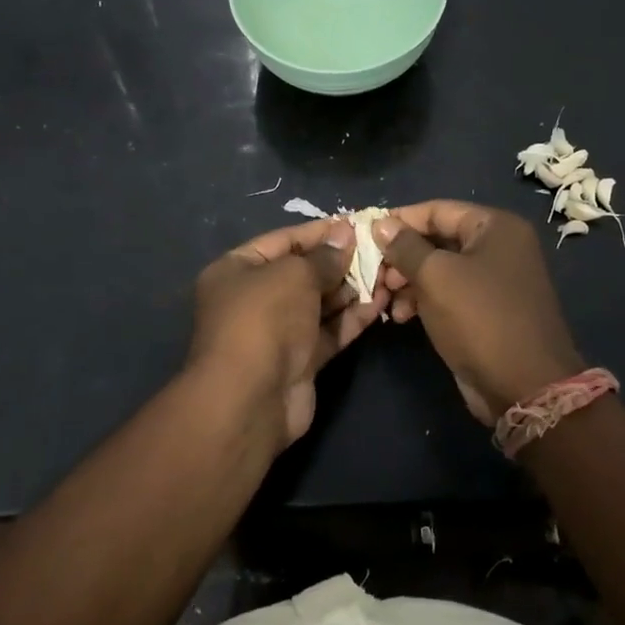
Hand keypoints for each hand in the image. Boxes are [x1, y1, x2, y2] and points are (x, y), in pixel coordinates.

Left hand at [185, 216, 378, 448]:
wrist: (251, 399)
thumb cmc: (264, 319)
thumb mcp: (294, 275)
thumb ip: (324, 257)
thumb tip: (345, 235)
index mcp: (237, 270)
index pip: (283, 241)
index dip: (319, 232)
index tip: (356, 225)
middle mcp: (254, 298)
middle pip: (303, 273)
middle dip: (339, 262)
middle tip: (378, 250)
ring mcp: (277, 332)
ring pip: (319, 303)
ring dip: (351, 289)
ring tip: (387, 273)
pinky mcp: (299, 360)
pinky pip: (328, 331)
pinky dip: (352, 318)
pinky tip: (381, 303)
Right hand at [375, 202, 583, 424]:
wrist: (524, 386)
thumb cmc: (480, 318)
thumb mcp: (436, 276)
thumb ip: (405, 246)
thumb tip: (381, 223)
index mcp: (496, 227)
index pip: (438, 210)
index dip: (400, 220)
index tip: (365, 233)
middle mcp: (500, 247)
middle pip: (438, 239)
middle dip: (402, 256)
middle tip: (377, 275)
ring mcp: (495, 280)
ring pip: (440, 269)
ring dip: (408, 282)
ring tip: (385, 300)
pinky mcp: (488, 310)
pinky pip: (449, 293)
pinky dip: (424, 300)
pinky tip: (400, 316)